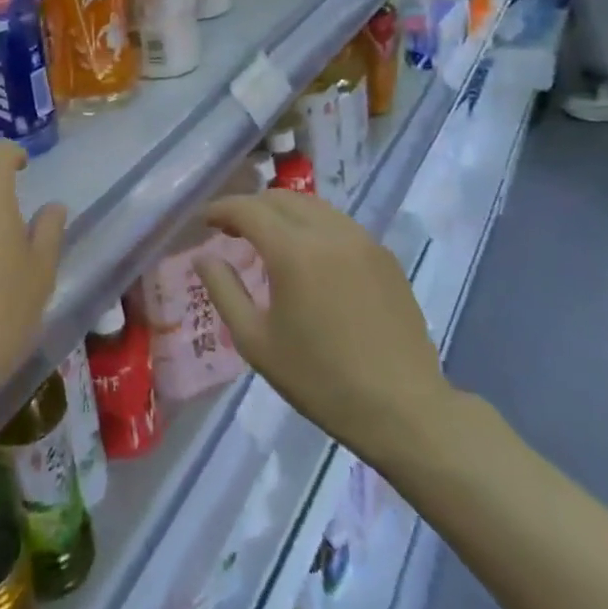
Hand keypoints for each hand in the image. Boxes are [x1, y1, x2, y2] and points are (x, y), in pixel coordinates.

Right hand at [196, 191, 455, 468]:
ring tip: (267, 238)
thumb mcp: (255, 341)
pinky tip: (307, 255)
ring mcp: (362, 241)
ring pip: (312, 205)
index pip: (247, 209)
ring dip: (282, 212)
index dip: (220, 209)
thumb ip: (224, 290)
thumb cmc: (320, 379)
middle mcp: (329, 233)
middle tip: (231, 230)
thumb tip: (205, 257)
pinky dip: (312, 225)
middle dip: (250, 206)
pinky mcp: (384, 256)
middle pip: (280, 198)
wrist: (403, 410)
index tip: (204, 222)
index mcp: (293, 251)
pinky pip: (338, 223)